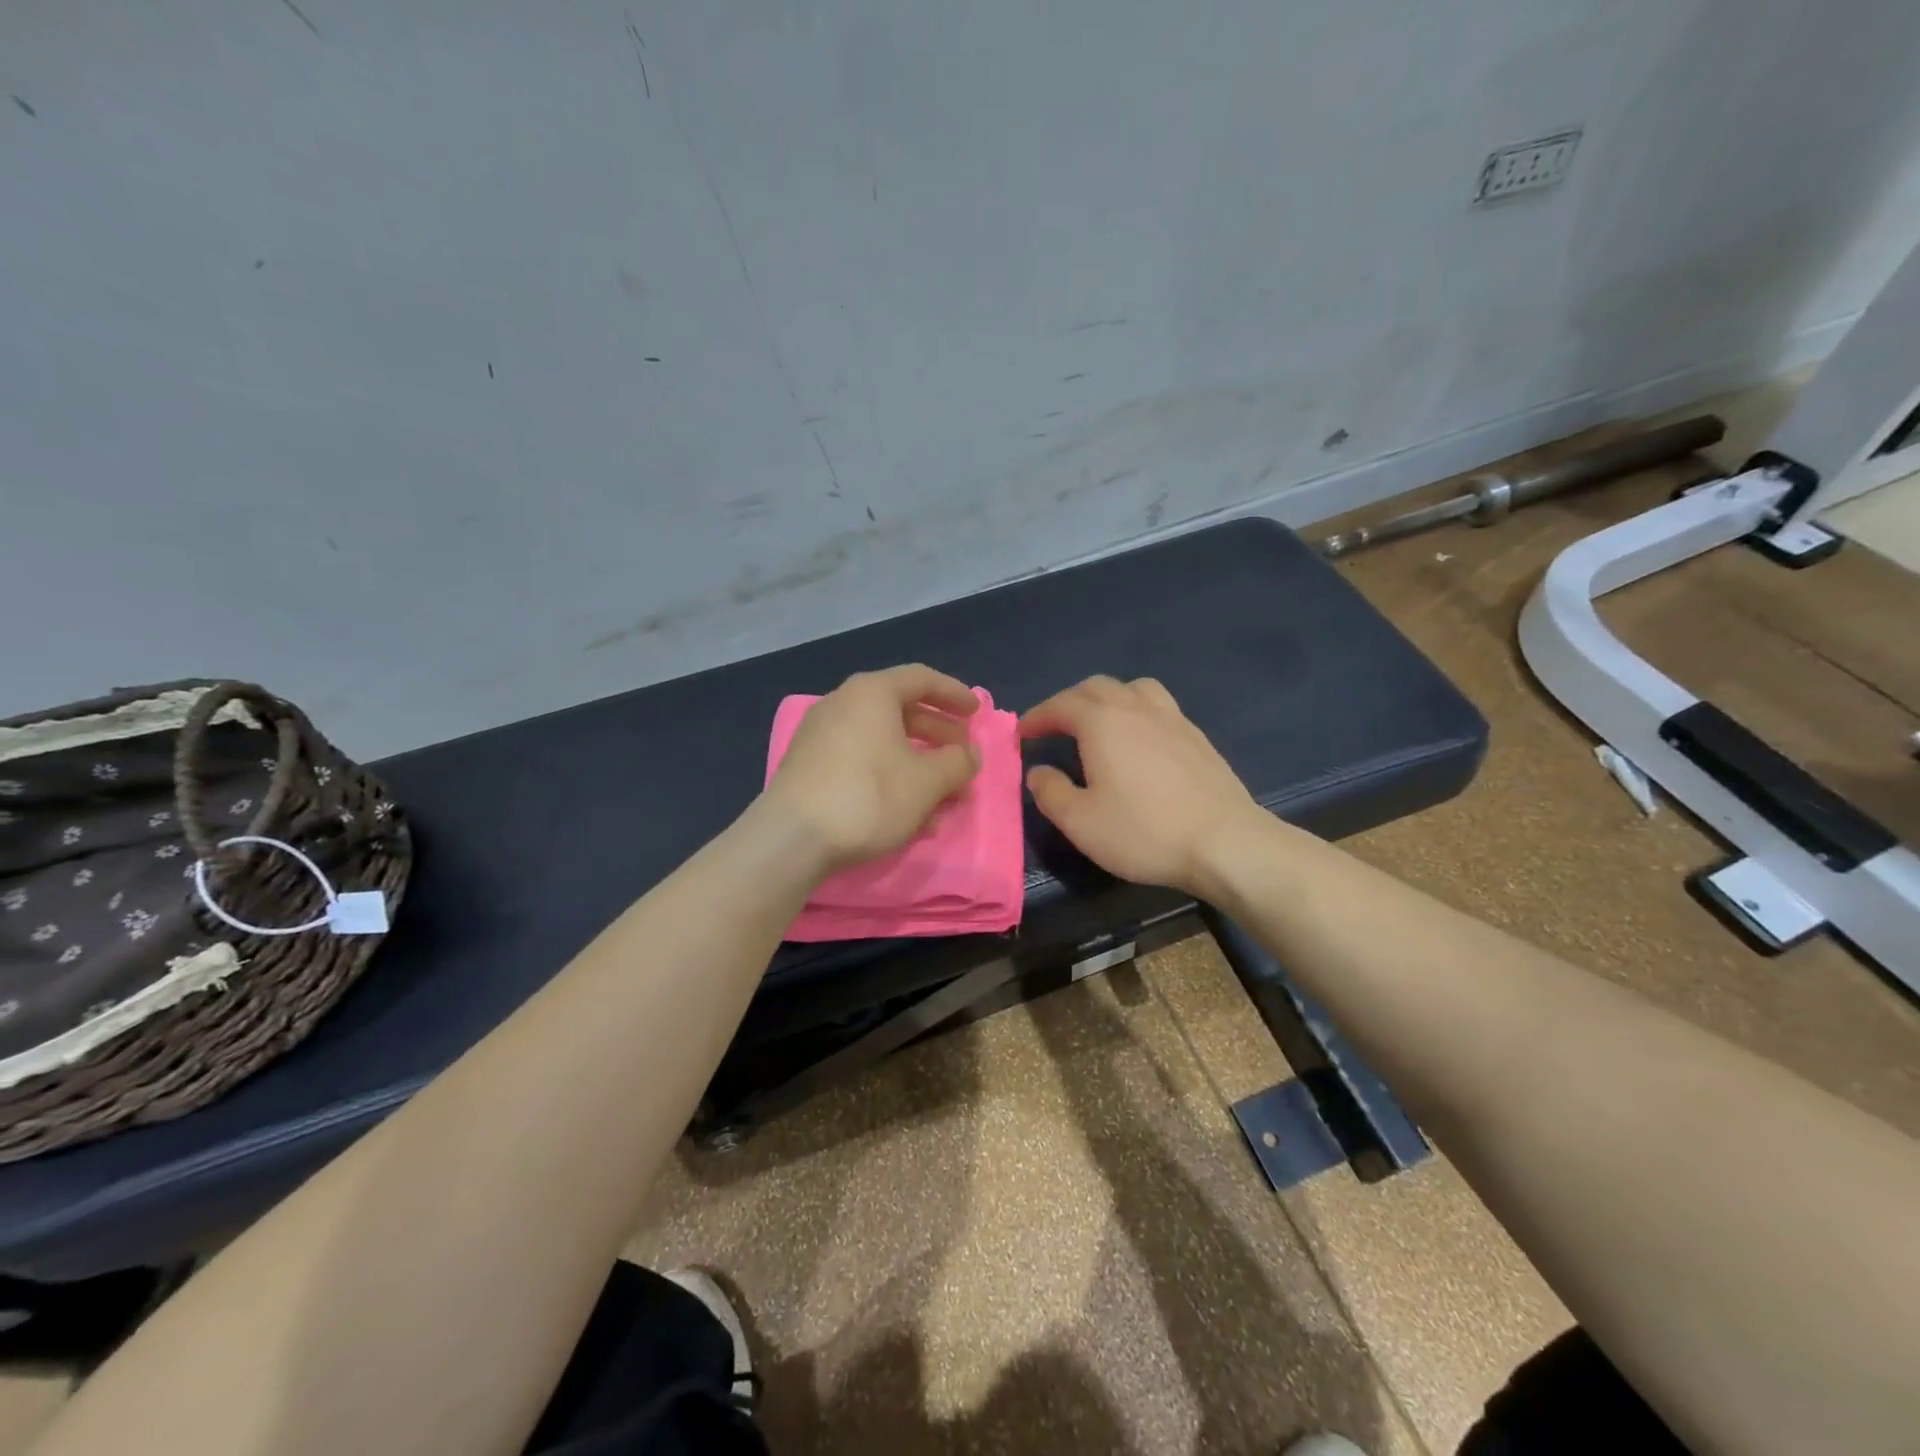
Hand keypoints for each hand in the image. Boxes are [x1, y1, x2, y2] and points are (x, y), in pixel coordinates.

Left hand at [760, 664, 981, 873]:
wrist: (792, 838)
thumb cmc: (869, 796)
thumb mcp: (926, 782)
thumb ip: (957, 763)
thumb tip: (969, 754)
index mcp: (872, 693)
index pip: (922, 679)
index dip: (955, 694)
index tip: (977, 714)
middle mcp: (843, 704)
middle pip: (902, 712)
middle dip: (938, 738)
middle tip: (962, 759)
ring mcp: (821, 736)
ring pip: (883, 744)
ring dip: (917, 767)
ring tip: (941, 800)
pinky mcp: (809, 767)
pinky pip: (861, 762)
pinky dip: (889, 779)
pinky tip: (907, 817)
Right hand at [1021, 675, 1260, 895]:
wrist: (1225, 842)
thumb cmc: (1144, 832)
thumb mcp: (1081, 822)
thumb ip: (1051, 792)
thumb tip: (1037, 773)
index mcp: (1102, 723)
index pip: (1060, 705)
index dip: (1037, 717)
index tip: (1022, 734)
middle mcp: (1136, 709)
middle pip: (1095, 687)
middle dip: (1068, 702)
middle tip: (1054, 726)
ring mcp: (1172, 719)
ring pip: (1133, 688)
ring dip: (1107, 697)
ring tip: (1099, 721)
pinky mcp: (1197, 737)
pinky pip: (1159, 706)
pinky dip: (1137, 710)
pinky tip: (1140, 739)